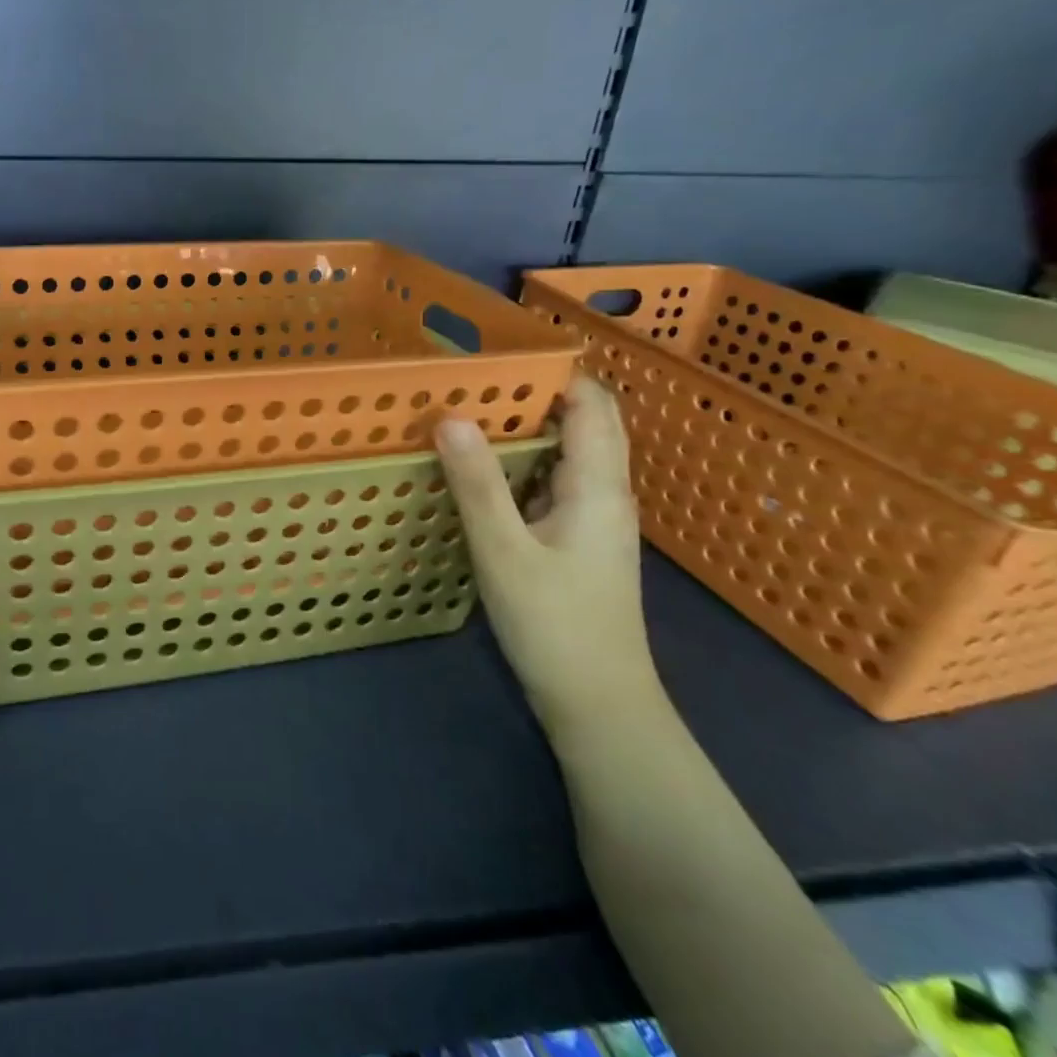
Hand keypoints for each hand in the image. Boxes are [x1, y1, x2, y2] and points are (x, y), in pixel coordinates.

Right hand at [436, 375, 660, 737]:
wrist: (599, 705)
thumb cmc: (555, 624)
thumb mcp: (504, 550)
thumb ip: (477, 482)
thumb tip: (451, 415)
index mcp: (598, 485)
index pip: (591, 403)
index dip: (555, 370)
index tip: (500, 352)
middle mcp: (604, 493)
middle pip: (582, 422)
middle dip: (533, 393)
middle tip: (471, 378)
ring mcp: (594, 519)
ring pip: (567, 453)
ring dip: (526, 428)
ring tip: (469, 411)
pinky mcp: (578, 540)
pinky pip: (554, 482)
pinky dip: (523, 463)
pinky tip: (483, 470)